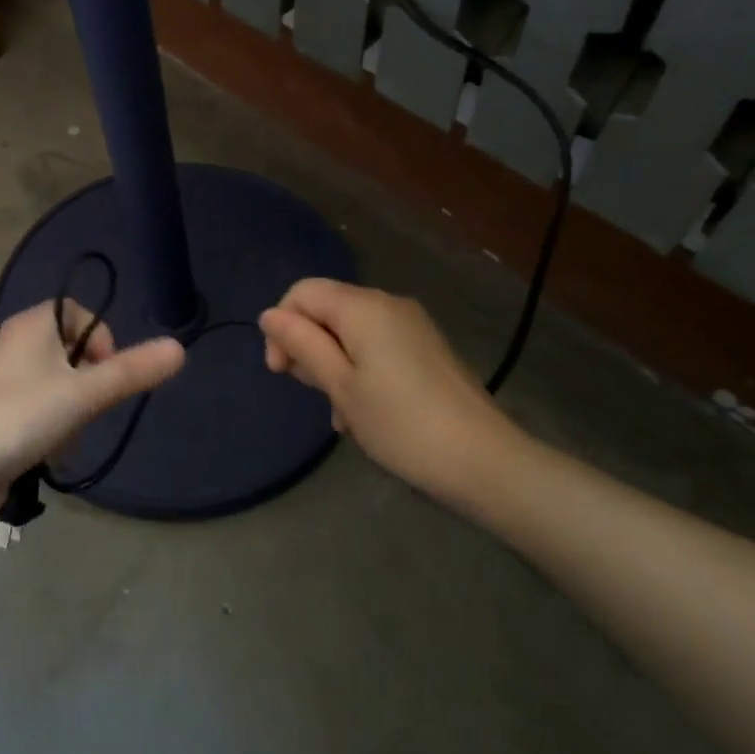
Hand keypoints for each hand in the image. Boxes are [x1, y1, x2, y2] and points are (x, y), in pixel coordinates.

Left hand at [0, 300, 185, 520]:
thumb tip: (180, 348)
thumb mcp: (84, 394)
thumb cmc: (21, 418)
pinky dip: (50, 426)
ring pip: (57, 384)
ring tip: (62, 435)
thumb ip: (132, 372)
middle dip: (88, 383)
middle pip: (71, 351)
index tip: (107, 374)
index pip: (80, 313)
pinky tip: (45, 450)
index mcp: (31, 324)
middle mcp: (15, 343)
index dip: (101, 340)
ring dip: (72, 410)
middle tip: (87, 409)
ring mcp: (2, 379)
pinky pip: (38, 408)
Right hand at [259, 279, 526, 501]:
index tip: (281, 372)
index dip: (282, 326)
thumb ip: (302, 345)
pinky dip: (360, 371)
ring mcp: (412, 326)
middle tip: (314, 394)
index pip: (302, 292)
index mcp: (363, 307)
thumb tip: (269, 315)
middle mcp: (388, 304)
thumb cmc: (401, 424)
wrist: (485, 461)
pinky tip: (365, 413)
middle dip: (309, 348)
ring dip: (334, 366)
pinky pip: (378, 347)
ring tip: (342, 415)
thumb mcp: (340, 386)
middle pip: (327, 310)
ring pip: (351, 333)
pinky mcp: (427, 349)